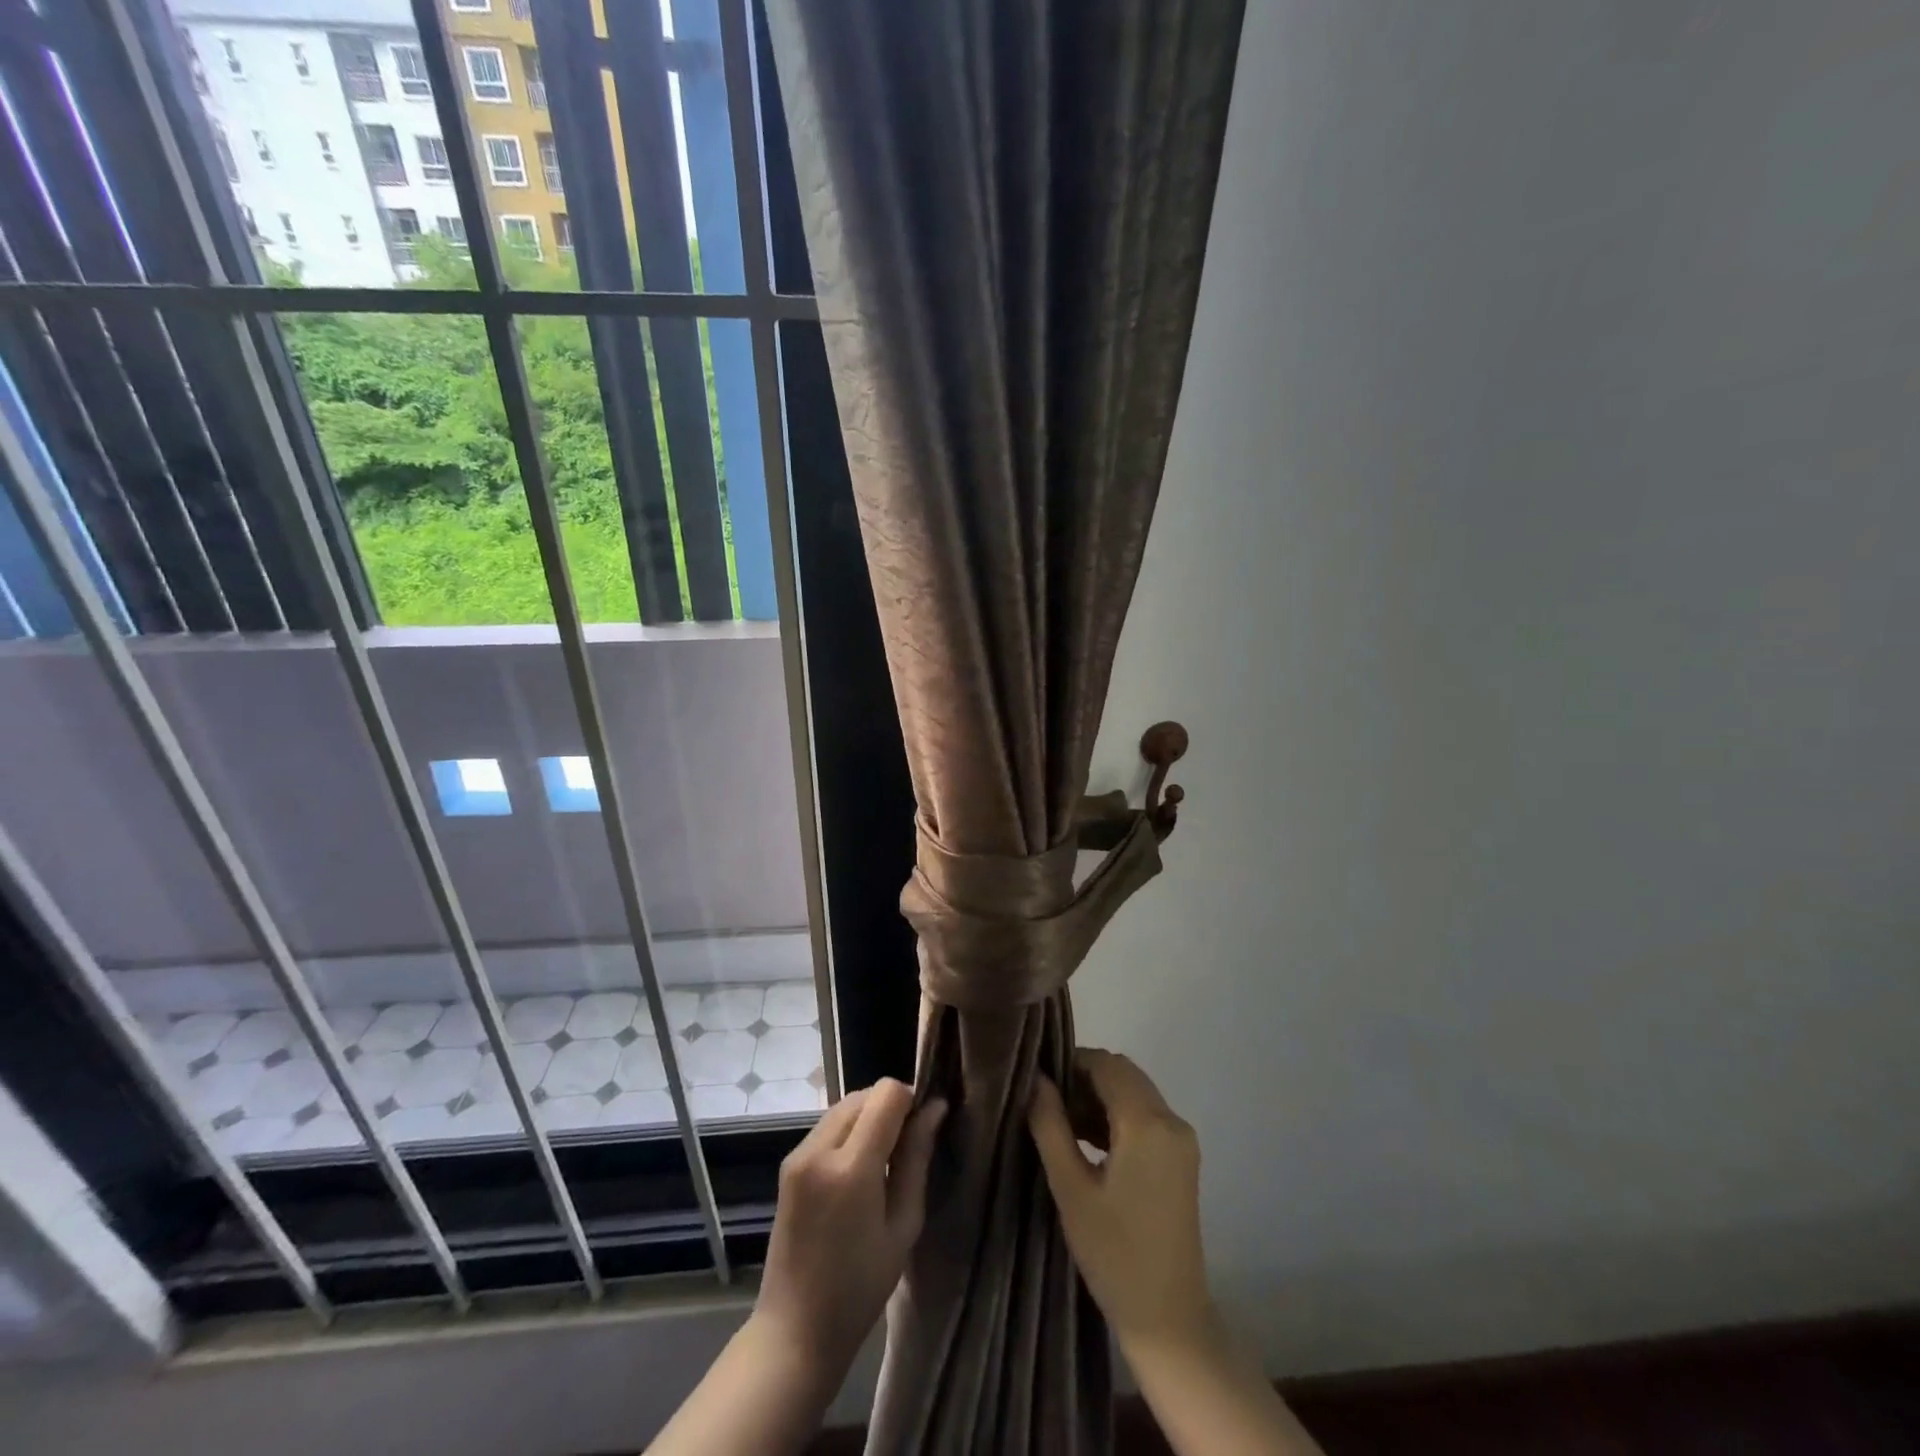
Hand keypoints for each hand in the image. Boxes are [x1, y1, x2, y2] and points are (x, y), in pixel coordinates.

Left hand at [752, 1078, 947, 1384]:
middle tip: (908, 1147)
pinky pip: (828, 1126)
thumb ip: (917, 1159)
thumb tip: (935, 1109)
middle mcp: (818, 1149)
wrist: (795, 1331)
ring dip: (869, 1116)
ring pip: (845, 1105)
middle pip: (864, 1094)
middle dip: (891, 1107)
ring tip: (885, 1160)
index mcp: (850, 1167)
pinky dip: (850, 1130)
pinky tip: (859, 1169)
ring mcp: (798, 1155)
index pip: (886, 1094)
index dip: (912, 1100)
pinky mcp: (789, 1164)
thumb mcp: (903, 1225)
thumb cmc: (860, 1288)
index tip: (924, 1127)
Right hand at [1029, 1048, 1219, 1359]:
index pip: (1106, 1065)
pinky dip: (1117, 1116)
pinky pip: (1146, 1115)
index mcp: (1147, 1123)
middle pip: (1123, 1073)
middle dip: (1084, 1078)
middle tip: (1048, 1103)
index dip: (1070, 1063)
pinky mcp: (1182, 1158)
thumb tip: (1035, 1079)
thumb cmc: (1114, 1254)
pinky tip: (1087, 1141)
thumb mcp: (1070, 1188)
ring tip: (1061, 1123)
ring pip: (1135, 1092)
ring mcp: (1181, 1140)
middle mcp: (1171, 1120)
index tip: (1039, 1081)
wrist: (1169, 1319)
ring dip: (1100, 1096)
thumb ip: (1050, 1125)